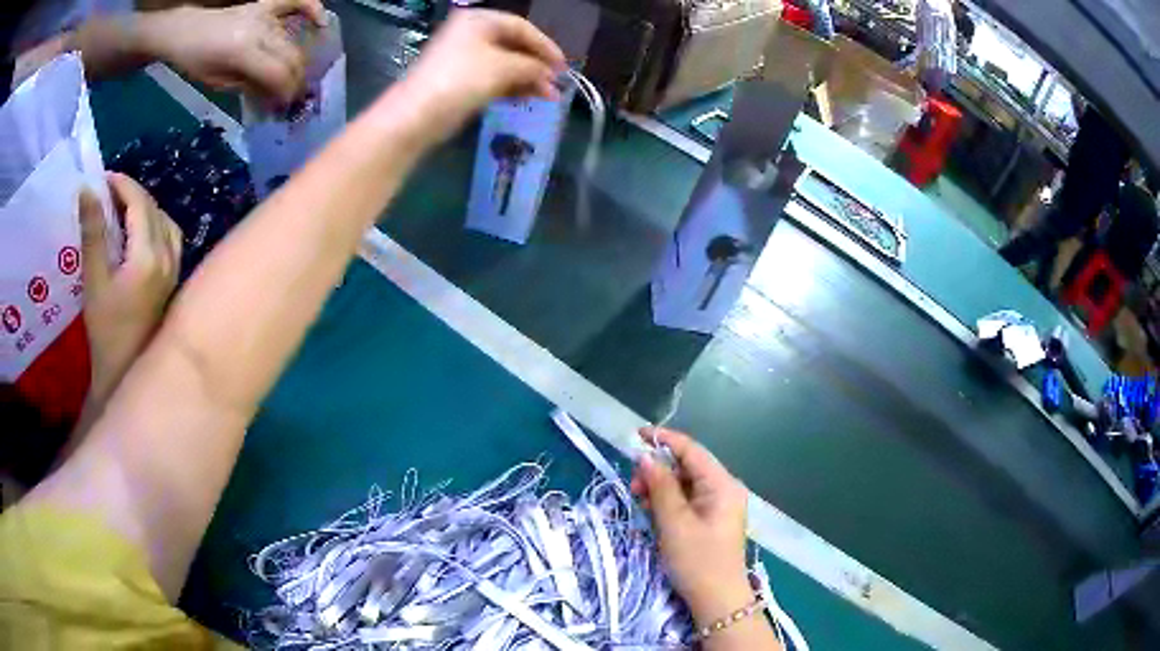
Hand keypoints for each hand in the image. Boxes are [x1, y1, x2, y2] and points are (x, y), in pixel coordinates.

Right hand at [81, 173, 181, 403]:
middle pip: (153, 208)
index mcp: (149, 256)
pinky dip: (153, 223)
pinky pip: (169, 236)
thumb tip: (87, 190)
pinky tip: (136, 230)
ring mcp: (174, 268)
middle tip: (106, 191)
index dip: (122, 184)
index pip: (140, 203)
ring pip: (163, 220)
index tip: (103, 178)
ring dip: (143, 207)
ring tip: (118, 207)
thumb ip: (92, 233)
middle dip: (130, 193)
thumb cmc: (105, 331)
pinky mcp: (172, 279)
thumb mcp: (93, 280)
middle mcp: (168, 257)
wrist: (124, 373)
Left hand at [141, 0, 325, 106]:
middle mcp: (261, 30)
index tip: (286, 107)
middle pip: (291, 57)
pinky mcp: (266, 4)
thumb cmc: (195, 61)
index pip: (278, 75)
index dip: (287, 94)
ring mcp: (266, 14)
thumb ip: (249, 86)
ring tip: (295, 75)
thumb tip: (272, 97)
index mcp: (244, 52)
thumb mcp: (218, 83)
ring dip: (298, 60)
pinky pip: (295, 2)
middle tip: (293, 96)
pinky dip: (311, 8)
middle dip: (296, 80)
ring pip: (293, 39)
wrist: (186, 30)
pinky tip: (321, 20)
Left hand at [392, 9, 565, 145]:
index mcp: (478, 21)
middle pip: (513, 46)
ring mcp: (464, 58)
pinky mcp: (460, 81)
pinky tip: (527, 99)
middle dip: (537, 66)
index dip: (545, 45)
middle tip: (556, 84)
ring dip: (527, 79)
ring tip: (548, 97)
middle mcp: (471, 34)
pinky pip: (493, 79)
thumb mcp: (503, 67)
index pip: (521, 27)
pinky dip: (511, 87)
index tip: (563, 65)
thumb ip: (532, 66)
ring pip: (504, 65)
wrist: (417, 115)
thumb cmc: (461, 80)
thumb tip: (549, 74)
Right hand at [631, 428, 752, 625]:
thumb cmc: (697, 560)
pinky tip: (652, 513)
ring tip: (639, 501)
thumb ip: (660, 486)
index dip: (664, 440)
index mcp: (722, 484)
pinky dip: (668, 503)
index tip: (635, 435)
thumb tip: (645, 456)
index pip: (692, 450)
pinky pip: (687, 502)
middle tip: (633, 486)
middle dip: (658, 470)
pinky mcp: (711, 521)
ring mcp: (719, 506)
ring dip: (661, 488)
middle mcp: (724, 489)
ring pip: (685, 485)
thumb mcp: (674, 523)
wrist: (717, 600)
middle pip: (688, 467)